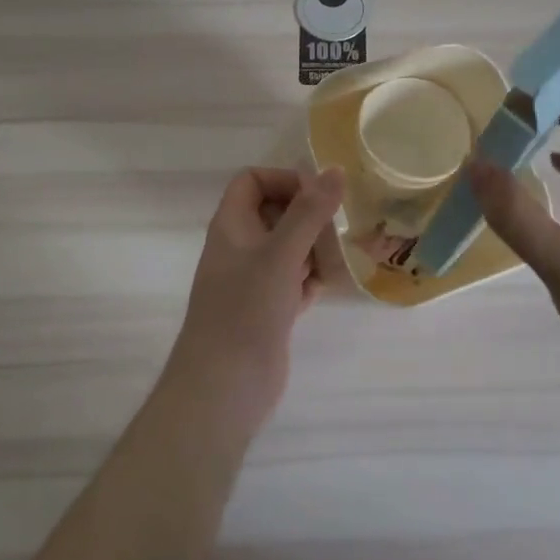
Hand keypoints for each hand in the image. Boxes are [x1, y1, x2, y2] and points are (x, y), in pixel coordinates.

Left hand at [162, 166, 345, 434]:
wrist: (224, 389)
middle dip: (307, 217)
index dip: (284, 180)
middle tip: (335, 231)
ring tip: (336, 260)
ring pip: (288, 246)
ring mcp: (252, 279)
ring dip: (313, 248)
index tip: (317, 197)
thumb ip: (310, 211)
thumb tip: (335, 170)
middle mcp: (239, 246)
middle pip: (275, 212)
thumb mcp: (281, 254)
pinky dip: (310, 279)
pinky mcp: (267, 308)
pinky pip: (293, 278)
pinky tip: (325, 289)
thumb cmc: (246, 310)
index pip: (253, 180)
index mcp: (231, 225)